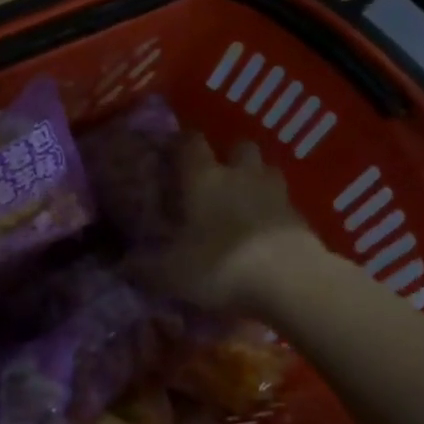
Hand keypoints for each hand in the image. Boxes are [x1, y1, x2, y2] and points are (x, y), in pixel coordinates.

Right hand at [142, 135, 316, 310]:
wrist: (290, 281)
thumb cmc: (220, 265)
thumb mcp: (171, 273)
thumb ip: (144, 268)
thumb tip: (121, 265)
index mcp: (204, 177)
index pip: (191, 142)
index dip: (182, 143)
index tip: (173, 153)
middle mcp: (240, 174)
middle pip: (239, 146)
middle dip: (230, 156)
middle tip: (218, 178)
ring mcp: (275, 193)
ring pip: (267, 170)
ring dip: (258, 179)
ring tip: (247, 200)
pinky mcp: (301, 217)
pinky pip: (286, 203)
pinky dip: (277, 211)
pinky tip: (268, 231)